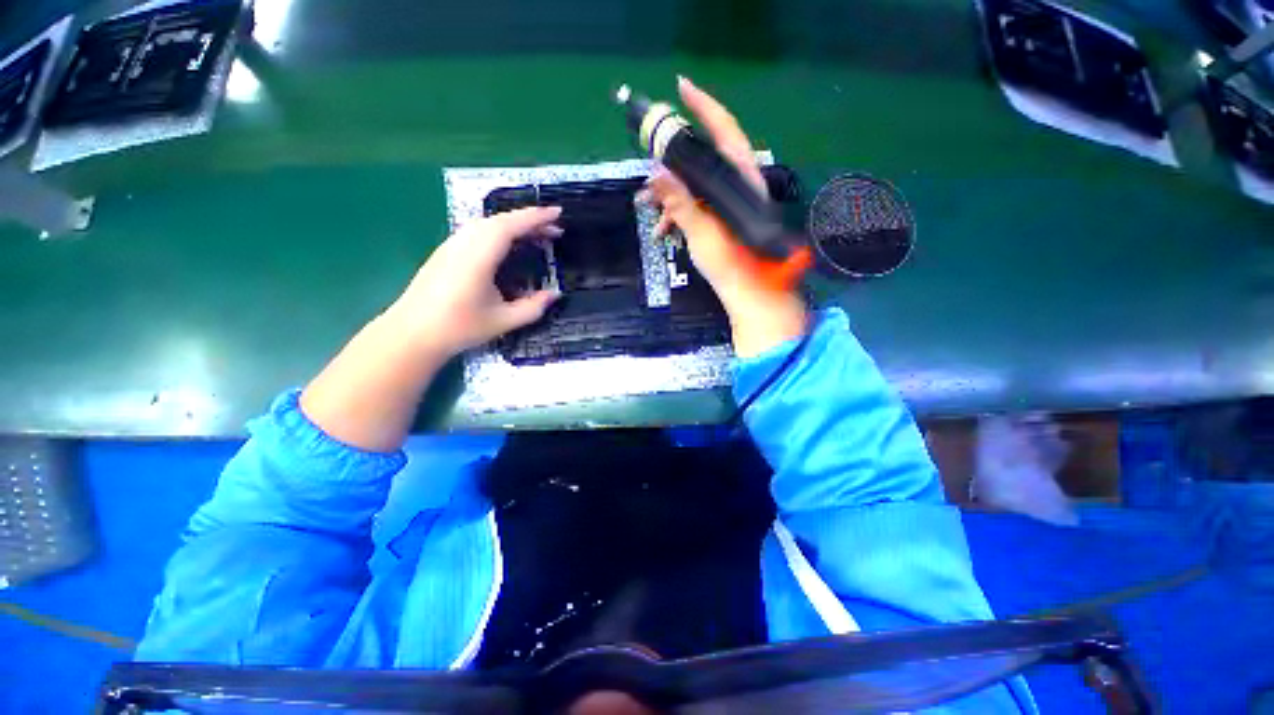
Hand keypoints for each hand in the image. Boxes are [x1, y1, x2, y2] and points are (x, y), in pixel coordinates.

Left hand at [388, 206, 562, 359]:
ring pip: (486, 224)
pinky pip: (477, 231)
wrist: (411, 334)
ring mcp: (452, 245)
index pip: (510, 226)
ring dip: (514, 224)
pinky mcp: (446, 251)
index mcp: (478, 257)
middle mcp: (463, 244)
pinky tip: (508, 244)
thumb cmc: (459, 328)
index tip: (558, 213)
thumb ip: (533, 307)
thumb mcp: (503, 321)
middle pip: (499, 221)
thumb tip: (555, 294)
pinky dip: (499, 231)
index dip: (535, 217)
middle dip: (529, 220)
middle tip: (554, 230)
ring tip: (536, 235)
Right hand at [644, 76, 806, 356]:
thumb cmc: (732, 264)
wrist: (752, 295)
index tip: (680, 88)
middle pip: (704, 160)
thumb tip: (657, 175)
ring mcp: (732, 204)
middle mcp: (739, 185)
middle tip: (648, 167)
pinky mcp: (726, 220)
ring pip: (698, 186)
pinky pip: (700, 206)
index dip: (703, 106)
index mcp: (740, 180)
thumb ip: (680, 202)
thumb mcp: (701, 232)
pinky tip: (663, 230)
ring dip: (671, 194)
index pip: (723, 130)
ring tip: (648, 208)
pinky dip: (680, 213)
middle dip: (673, 163)